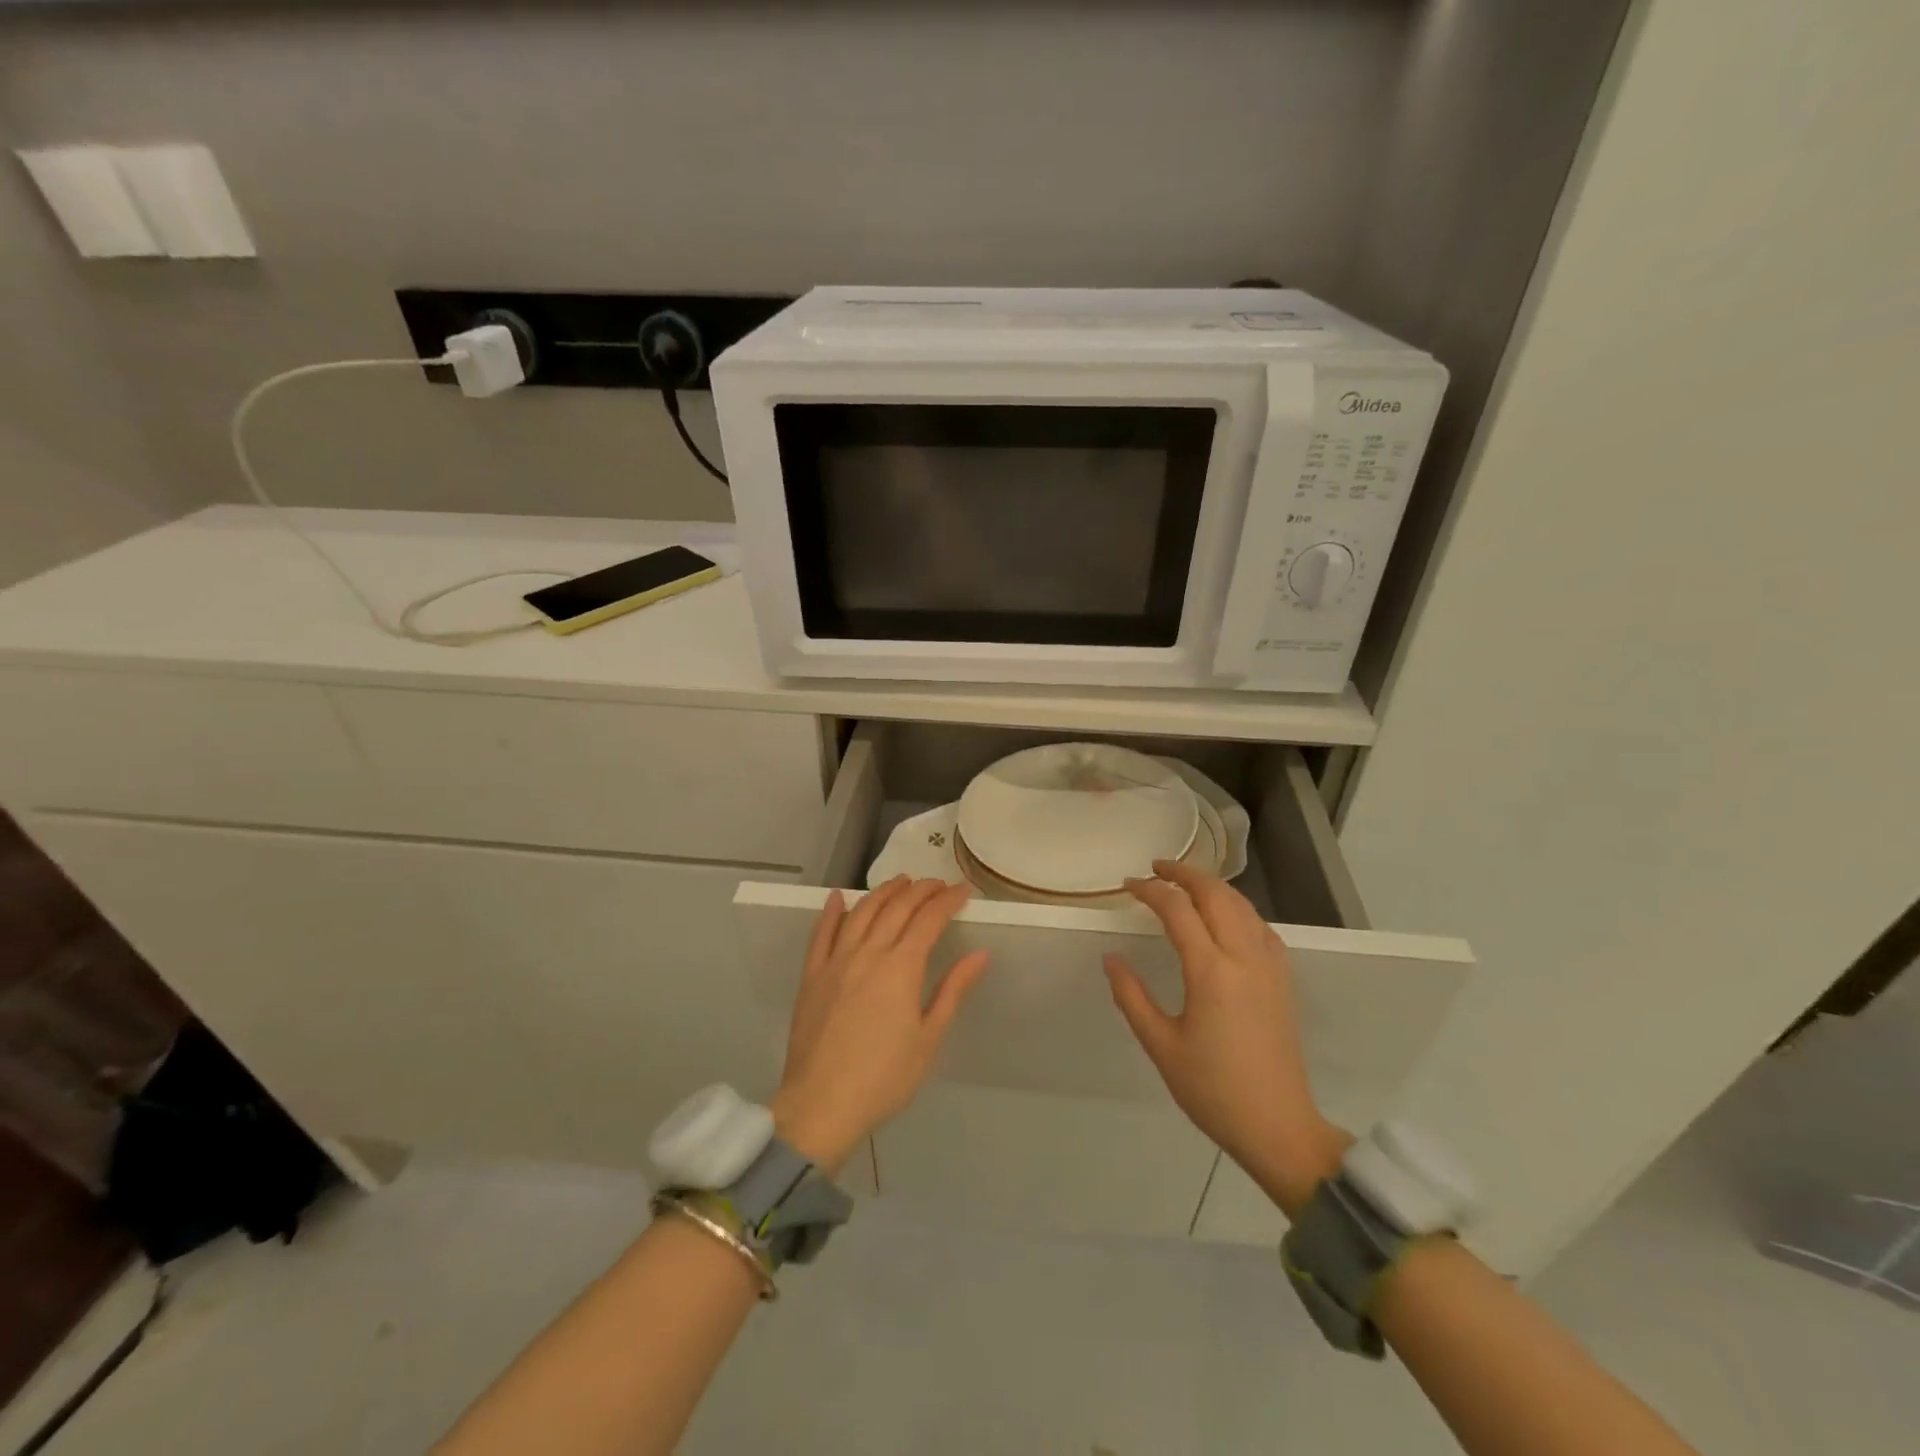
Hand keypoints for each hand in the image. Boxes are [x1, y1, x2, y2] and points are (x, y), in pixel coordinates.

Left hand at [772, 877, 989, 1170]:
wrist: (821, 1105)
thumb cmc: (885, 1077)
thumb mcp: (929, 1038)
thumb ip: (953, 990)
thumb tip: (981, 954)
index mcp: (901, 967)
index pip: (929, 919)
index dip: (948, 900)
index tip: (963, 890)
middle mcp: (868, 953)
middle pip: (897, 908)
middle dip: (920, 890)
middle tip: (937, 884)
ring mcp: (836, 961)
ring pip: (861, 912)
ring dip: (883, 892)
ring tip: (901, 882)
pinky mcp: (812, 975)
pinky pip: (821, 933)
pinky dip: (831, 911)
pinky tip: (838, 898)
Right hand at [1104, 860, 1349, 1216]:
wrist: (1279, 1126)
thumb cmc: (1212, 1090)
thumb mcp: (1161, 1046)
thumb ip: (1131, 996)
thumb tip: (1111, 958)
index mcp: (1211, 972)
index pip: (1177, 910)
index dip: (1150, 890)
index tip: (1128, 885)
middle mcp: (1243, 957)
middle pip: (1216, 894)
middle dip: (1184, 873)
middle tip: (1156, 868)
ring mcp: (1269, 966)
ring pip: (1242, 905)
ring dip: (1212, 886)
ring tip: (1185, 884)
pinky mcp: (1283, 979)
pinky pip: (1260, 926)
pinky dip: (1237, 908)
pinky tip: (1224, 917)